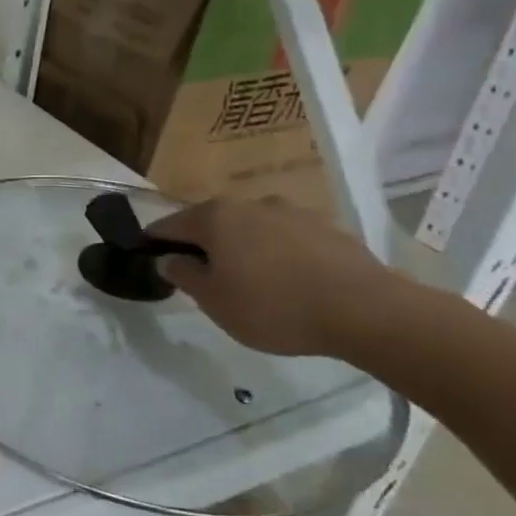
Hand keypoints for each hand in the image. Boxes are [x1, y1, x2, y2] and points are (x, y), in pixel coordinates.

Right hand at [146, 198, 403, 356]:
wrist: (366, 311)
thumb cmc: (274, 306)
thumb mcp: (214, 301)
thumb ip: (183, 275)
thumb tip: (169, 259)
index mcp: (215, 217)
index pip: (169, 225)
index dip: (154, 242)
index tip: (149, 259)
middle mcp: (250, 204)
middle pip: (212, 223)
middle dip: (203, 245)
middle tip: (203, 277)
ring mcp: (293, 212)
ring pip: (252, 229)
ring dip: (244, 248)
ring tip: (252, 281)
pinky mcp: (328, 228)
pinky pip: (288, 239)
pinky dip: (279, 254)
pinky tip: (290, 283)